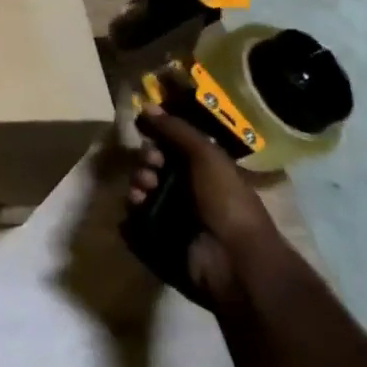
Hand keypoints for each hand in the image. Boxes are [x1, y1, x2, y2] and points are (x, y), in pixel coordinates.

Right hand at [129, 107, 284, 309]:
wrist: (234, 260)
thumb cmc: (226, 203)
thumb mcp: (207, 156)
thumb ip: (176, 129)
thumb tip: (145, 106)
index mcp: (203, 174)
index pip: (168, 150)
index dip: (157, 143)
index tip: (152, 143)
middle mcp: (186, 194)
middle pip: (149, 169)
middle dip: (144, 165)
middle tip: (150, 172)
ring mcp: (171, 220)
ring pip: (138, 193)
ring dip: (136, 188)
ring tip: (144, 195)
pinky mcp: (156, 243)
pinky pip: (131, 223)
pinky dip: (131, 217)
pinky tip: (139, 212)